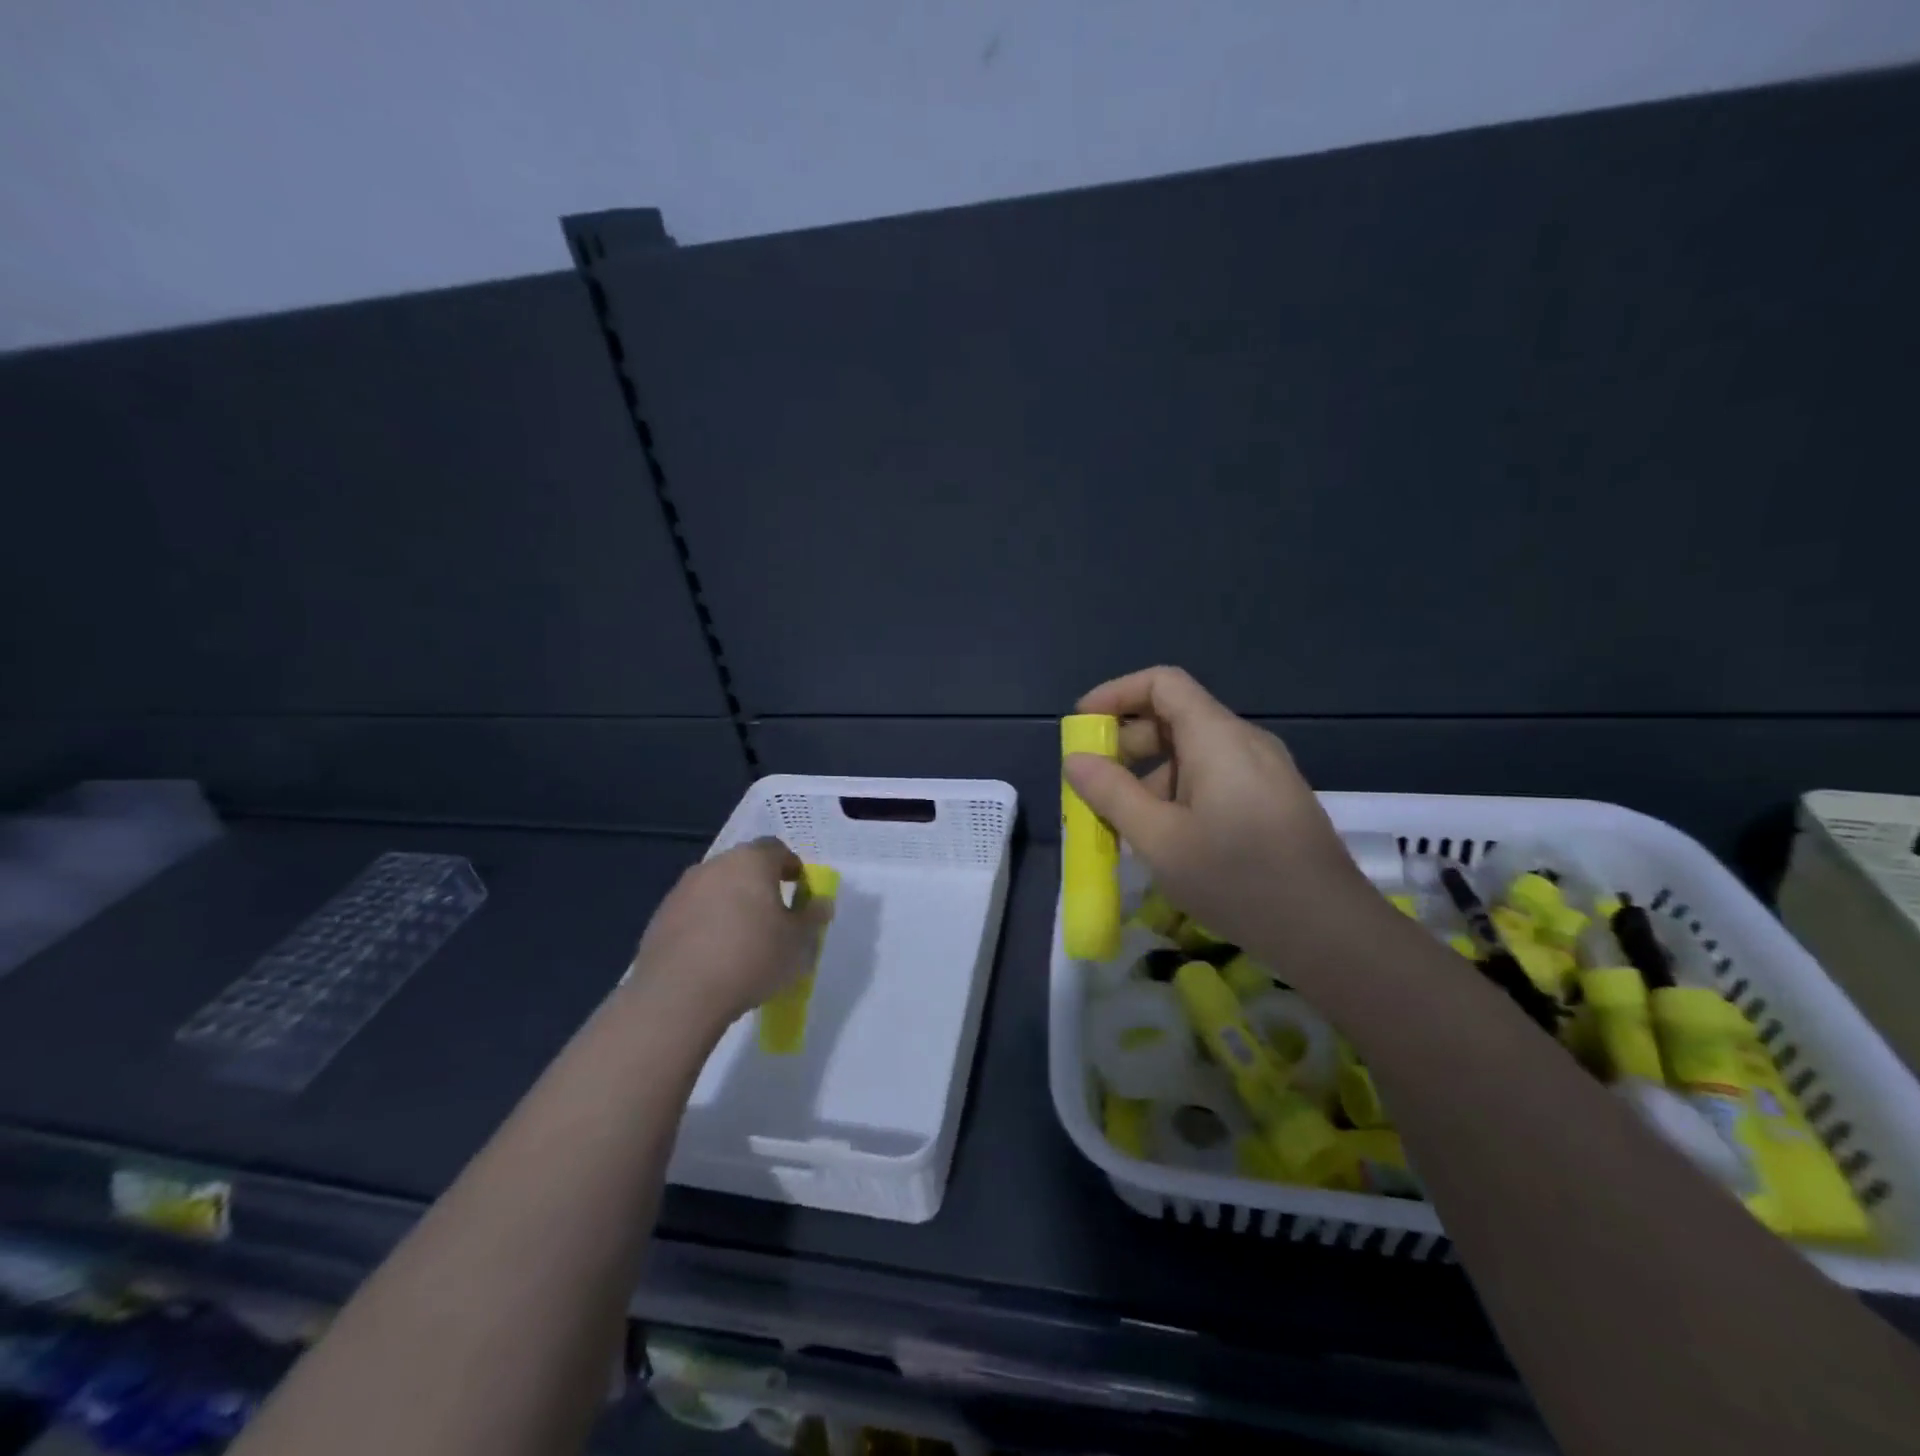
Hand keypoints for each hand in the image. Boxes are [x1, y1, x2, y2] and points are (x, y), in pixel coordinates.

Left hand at [626, 838, 833, 1032]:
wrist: (679, 994)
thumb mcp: (799, 942)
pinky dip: (706, 924)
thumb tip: (820, 902)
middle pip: (744, 866)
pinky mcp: (660, 917)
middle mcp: (715, 865)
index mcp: (751, 861)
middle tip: (774, 916)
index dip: (792, 867)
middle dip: (760, 885)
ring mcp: (682, 890)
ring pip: (716, 888)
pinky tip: (713, 955)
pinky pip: (693, 912)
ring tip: (742, 939)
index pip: (777, 849)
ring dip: (731, 904)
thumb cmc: (751, 957)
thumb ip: (813, 916)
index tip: (800, 891)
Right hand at [1064, 667, 1378, 966]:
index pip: (1162, 683)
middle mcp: (1244, 742)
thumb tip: (1075, 760)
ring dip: (1151, 778)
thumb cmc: (1237, 879)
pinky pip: (1215, 778)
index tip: (1083, 726)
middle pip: (1175, 717)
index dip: (1116, 694)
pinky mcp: (1273, 800)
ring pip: (1193, 754)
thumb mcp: (1159, 839)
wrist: (1330, 932)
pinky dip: (1179, 794)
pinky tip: (1166, 840)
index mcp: (1217, 737)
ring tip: (1125, 826)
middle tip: (1094, 786)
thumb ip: (1112, 794)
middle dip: (1127, 745)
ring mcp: (1264, 771)